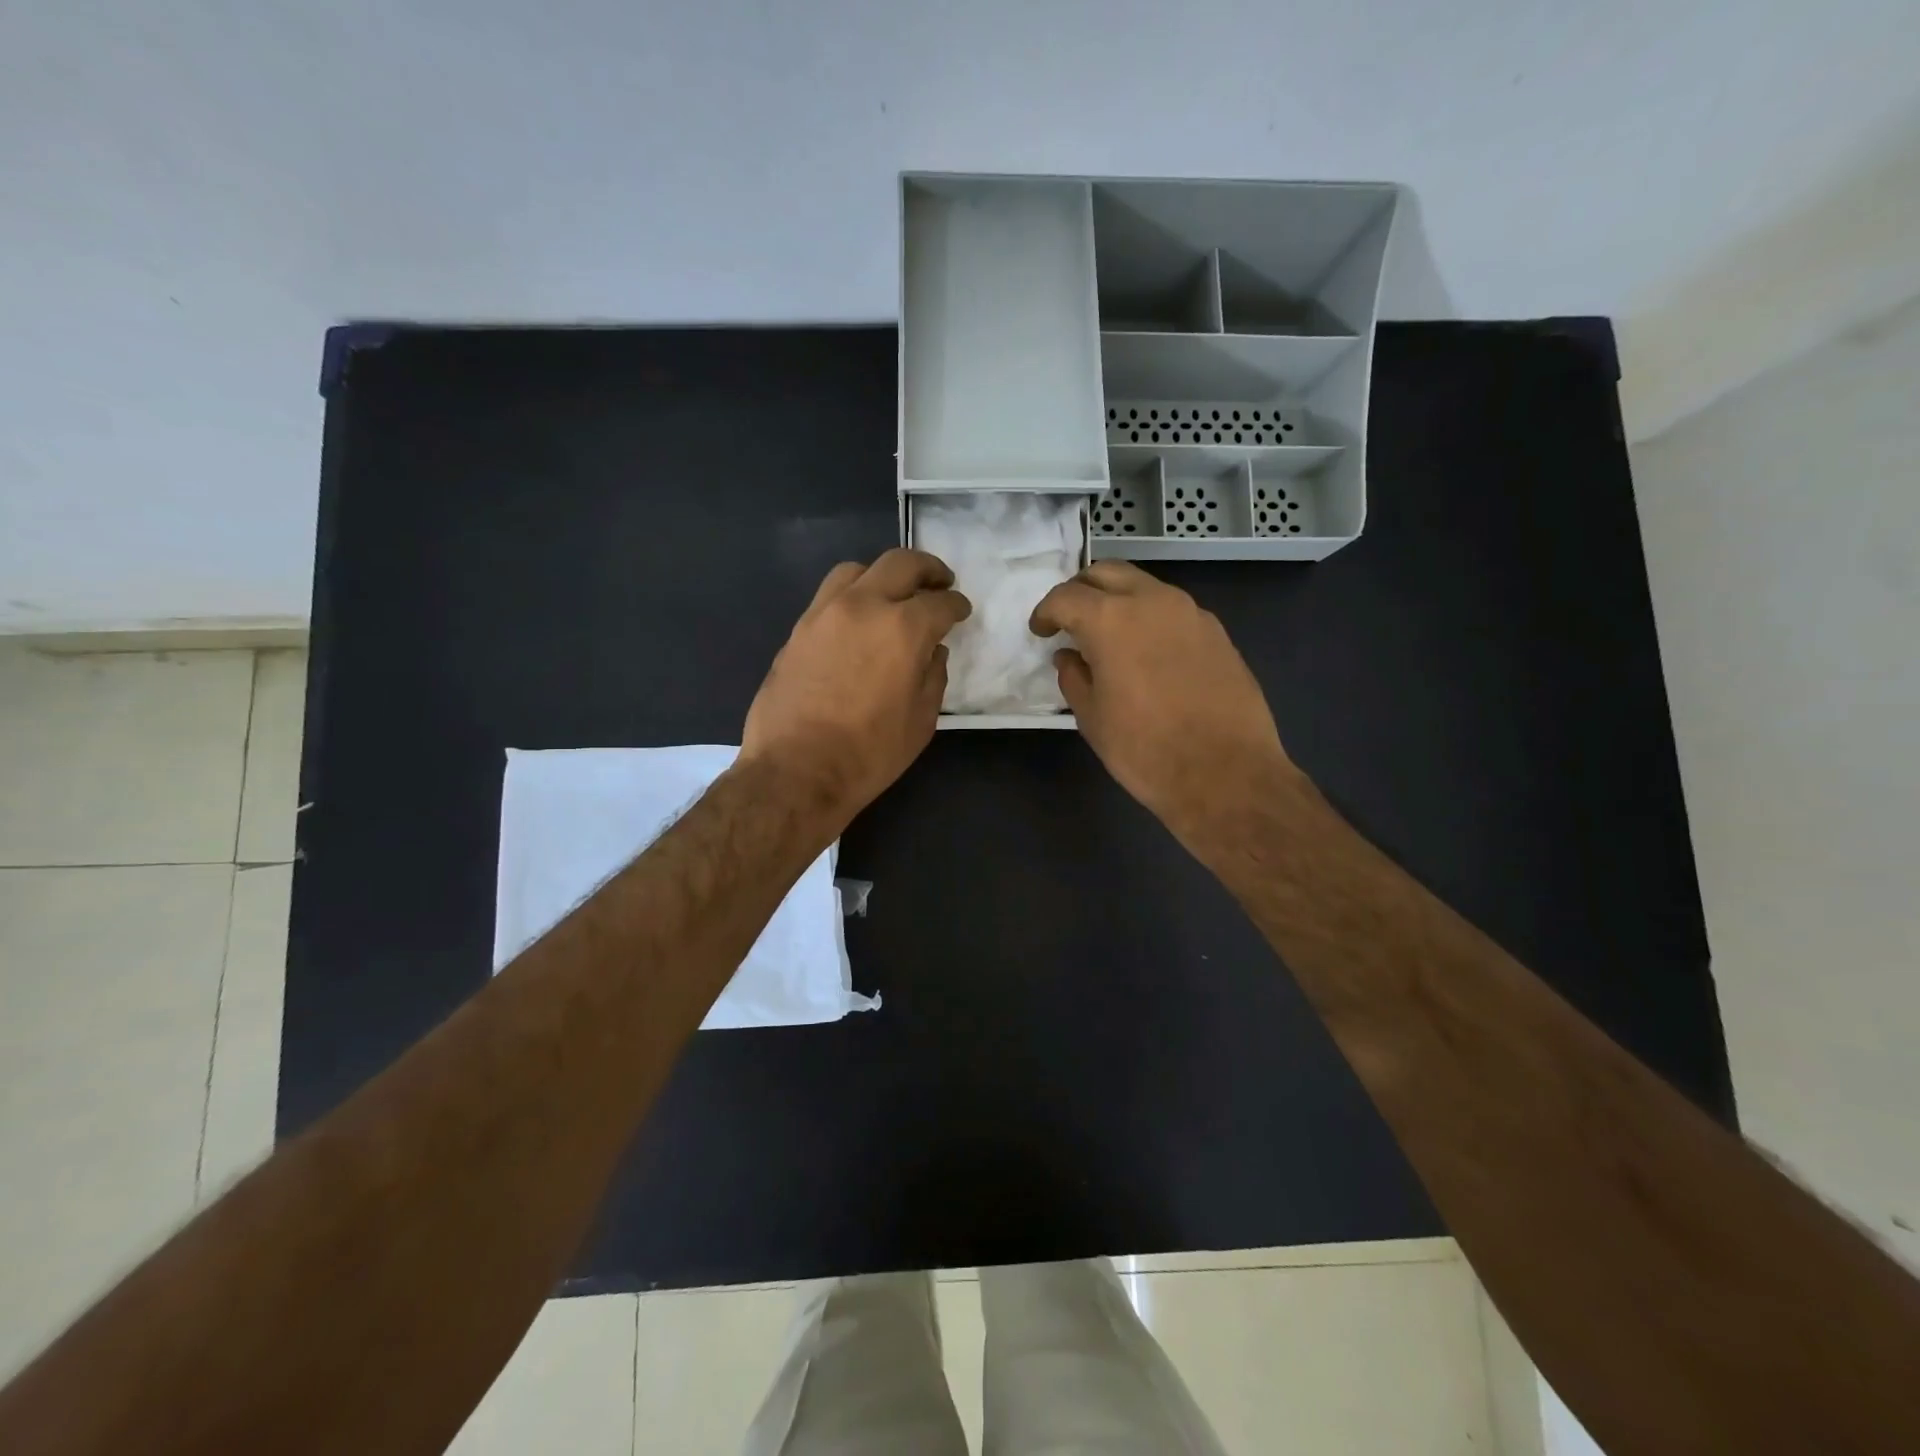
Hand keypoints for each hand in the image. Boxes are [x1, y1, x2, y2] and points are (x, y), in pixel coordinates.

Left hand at [743, 549, 970, 828]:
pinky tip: (859, 621)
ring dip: (883, 576)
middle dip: (928, 569)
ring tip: (893, 596)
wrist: (797, 771)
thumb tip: (932, 651)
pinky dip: (853, 596)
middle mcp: (864, 607)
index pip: (940, 602)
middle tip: (940, 582)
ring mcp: (825, 614)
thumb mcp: (921, 721)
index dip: (956, 604)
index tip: (961, 610)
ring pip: (858, 570)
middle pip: (900, 564)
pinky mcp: (799, 630)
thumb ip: (933, 676)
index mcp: (903, 629)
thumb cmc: (870, 753)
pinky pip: (830, 595)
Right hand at [1029, 561, 1293, 845]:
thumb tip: (1069, 656)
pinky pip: (1172, 610)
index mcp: (1111, 619)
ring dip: (1118, 600)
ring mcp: (1190, 612)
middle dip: (1081, 591)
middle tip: (1070, 622)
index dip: (1046, 612)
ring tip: (1108, 636)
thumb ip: (1073, 677)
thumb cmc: (1145, 749)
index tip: (1041, 631)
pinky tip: (1147, 653)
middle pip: (1107, 573)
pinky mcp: (1217, 632)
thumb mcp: (1092, 718)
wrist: (1226, 774)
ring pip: (1144, 586)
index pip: (1066, 597)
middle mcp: (1152, 601)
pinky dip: (1150, 618)